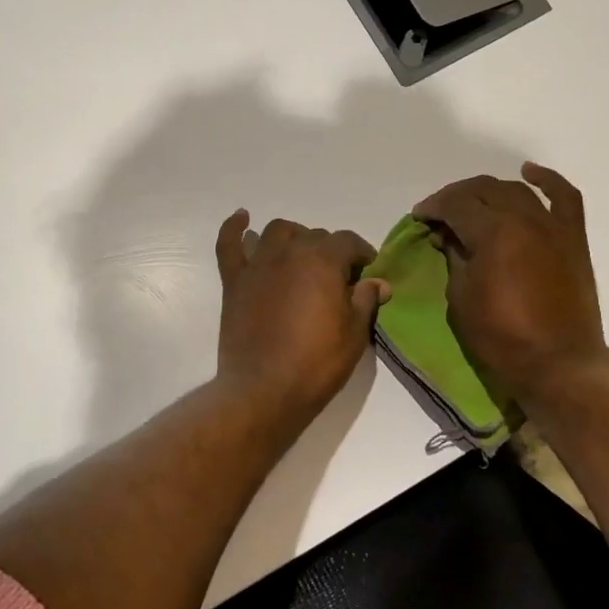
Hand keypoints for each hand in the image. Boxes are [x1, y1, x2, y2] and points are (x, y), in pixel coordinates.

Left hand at [214, 212, 389, 425]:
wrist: (264, 390)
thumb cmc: (316, 363)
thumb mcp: (354, 334)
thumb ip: (365, 301)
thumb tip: (379, 282)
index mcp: (323, 261)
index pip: (348, 242)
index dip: (361, 254)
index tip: (367, 271)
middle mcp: (289, 253)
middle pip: (314, 236)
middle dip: (330, 251)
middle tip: (337, 278)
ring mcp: (258, 265)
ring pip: (277, 232)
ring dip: (293, 237)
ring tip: (301, 255)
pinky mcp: (234, 281)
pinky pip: (229, 245)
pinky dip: (234, 228)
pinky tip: (242, 218)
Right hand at [414, 163, 608, 406]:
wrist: (559, 363)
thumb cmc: (501, 337)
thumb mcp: (461, 298)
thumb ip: (455, 258)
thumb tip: (450, 237)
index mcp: (493, 233)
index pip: (456, 205)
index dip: (434, 207)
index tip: (420, 217)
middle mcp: (524, 219)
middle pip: (484, 190)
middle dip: (456, 196)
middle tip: (440, 213)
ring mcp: (553, 226)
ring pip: (516, 190)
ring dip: (490, 192)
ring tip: (473, 204)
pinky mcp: (573, 239)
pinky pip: (564, 197)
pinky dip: (547, 181)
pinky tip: (529, 173)